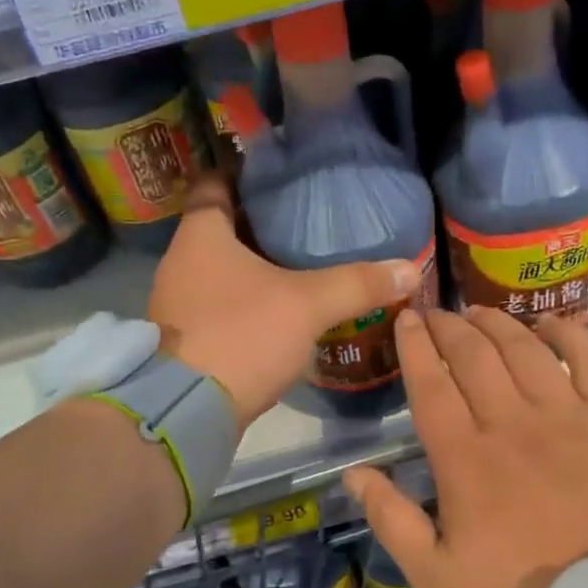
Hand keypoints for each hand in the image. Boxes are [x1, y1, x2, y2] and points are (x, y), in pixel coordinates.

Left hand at [150, 178, 420, 430]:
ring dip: (253, 265)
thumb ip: (357, 284)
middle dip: (259, 222)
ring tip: (298, 261)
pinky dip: (246, 299)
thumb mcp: (307, 305)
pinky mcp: (185, 338)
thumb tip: (409, 268)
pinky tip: (279, 308)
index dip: (245, 175)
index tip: (280, 175)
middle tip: (304, 218)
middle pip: (221, 227)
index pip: (215, 184)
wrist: (187, 413)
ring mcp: (178, 303)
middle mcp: (180, 262)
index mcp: (200, 235)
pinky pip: (219, 303)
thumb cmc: (241, 336)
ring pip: (219, 269)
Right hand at [343, 307, 587, 587]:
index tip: (405, 320)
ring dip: (497, 323)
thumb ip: (392, 522)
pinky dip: (570, 335)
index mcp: (465, 459)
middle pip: (474, 356)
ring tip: (478, 312)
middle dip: (449, 327)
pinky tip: (551, 324)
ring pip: (525, 350)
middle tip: (435, 312)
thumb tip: (353, 474)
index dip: (414, 347)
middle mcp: (514, 424)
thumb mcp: (437, 581)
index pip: (430, 384)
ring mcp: (571, 418)